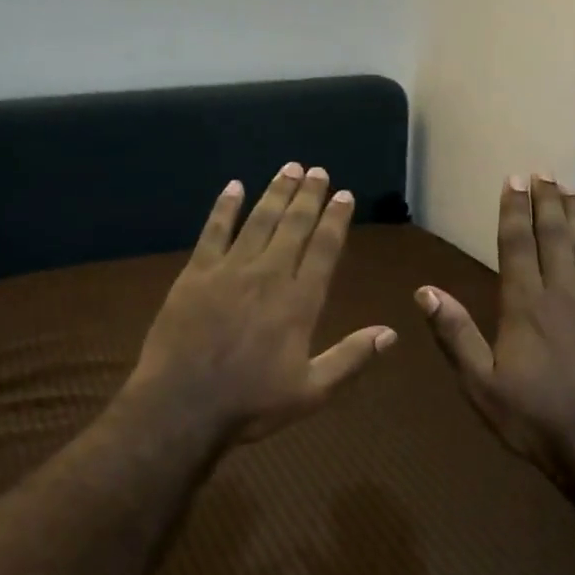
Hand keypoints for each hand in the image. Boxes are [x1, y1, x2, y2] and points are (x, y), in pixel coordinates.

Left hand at [126, 163, 396, 442]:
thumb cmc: (251, 403)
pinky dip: (224, 207)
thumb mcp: (312, 391)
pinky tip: (233, 187)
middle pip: (292, 226)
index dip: (335, 220)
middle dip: (308, 196)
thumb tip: (391, 333)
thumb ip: (351, 358)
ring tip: (289, 169)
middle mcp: (267, 276)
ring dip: (275, 193)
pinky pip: (213, 231)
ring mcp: (228, 271)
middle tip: (318, 170)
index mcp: (299, 303)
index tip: (344, 195)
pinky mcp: (195, 275)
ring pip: (257, 221)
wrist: (183, 406)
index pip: (323, 250)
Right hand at [417, 176, 574, 481]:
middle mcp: (561, 293)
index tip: (513, 181)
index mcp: (523, 306)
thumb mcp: (480, 384)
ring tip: (570, 188)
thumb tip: (425, 291)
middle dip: (545, 202)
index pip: (515, 246)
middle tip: (542, 173)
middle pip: (553, 236)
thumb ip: (455, 335)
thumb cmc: (533, 417)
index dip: (513, 211)